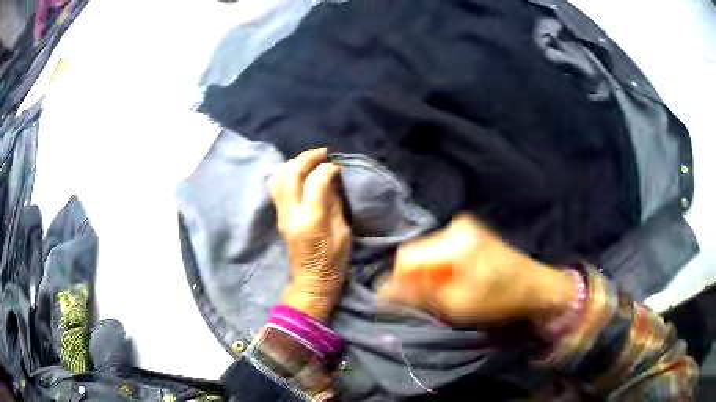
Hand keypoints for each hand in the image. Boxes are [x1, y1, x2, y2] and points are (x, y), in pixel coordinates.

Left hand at [269, 148, 350, 320]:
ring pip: (278, 178)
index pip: (316, 181)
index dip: (328, 168)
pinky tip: (300, 172)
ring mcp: (281, 215)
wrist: (311, 281)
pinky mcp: (279, 216)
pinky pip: (277, 187)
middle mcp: (291, 214)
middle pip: (291, 174)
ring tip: (310, 160)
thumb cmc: (334, 262)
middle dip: (307, 158)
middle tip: (323, 153)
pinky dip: (287, 173)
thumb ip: (335, 203)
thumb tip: (332, 180)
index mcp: (312, 220)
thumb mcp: (343, 233)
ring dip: (294, 163)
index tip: (338, 166)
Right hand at [379, 214, 575, 327]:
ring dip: (430, 275)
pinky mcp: (471, 233)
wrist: (535, 287)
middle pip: (417, 253)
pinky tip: (456, 281)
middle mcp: (456, 226)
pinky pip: (441, 251)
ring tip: (447, 293)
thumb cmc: (499, 299)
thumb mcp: (457, 304)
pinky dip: (442, 269)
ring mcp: (465, 227)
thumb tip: (384, 291)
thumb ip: (419, 295)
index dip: (401, 281)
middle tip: (431, 300)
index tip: (406, 302)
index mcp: (455, 241)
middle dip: (418, 278)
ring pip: (428, 253)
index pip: (407, 257)